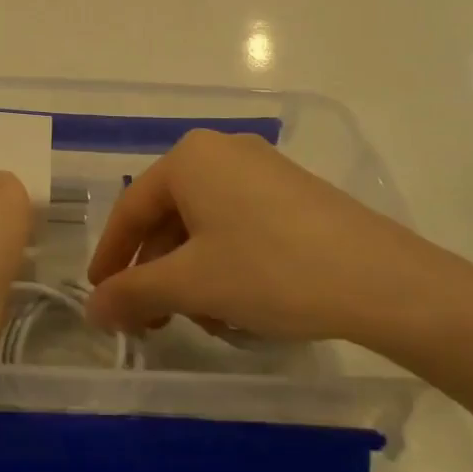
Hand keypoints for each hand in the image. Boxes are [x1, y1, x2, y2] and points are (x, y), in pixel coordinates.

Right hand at [84, 131, 472, 362]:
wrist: (381, 279)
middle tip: (152, 320)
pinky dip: (226, 263)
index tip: (99, 297)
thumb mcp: (192, 284)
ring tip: (204, 320)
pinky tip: (239, 304)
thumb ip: (133, 293)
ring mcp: (262, 169)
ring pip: (205, 224)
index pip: (131, 209)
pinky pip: (239, 223)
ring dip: (192, 274)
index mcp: (190, 158)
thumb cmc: (270, 270)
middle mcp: (222, 151)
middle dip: (157, 272)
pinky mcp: (293, 192)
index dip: (111, 257)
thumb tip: (92, 308)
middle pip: (169, 215)